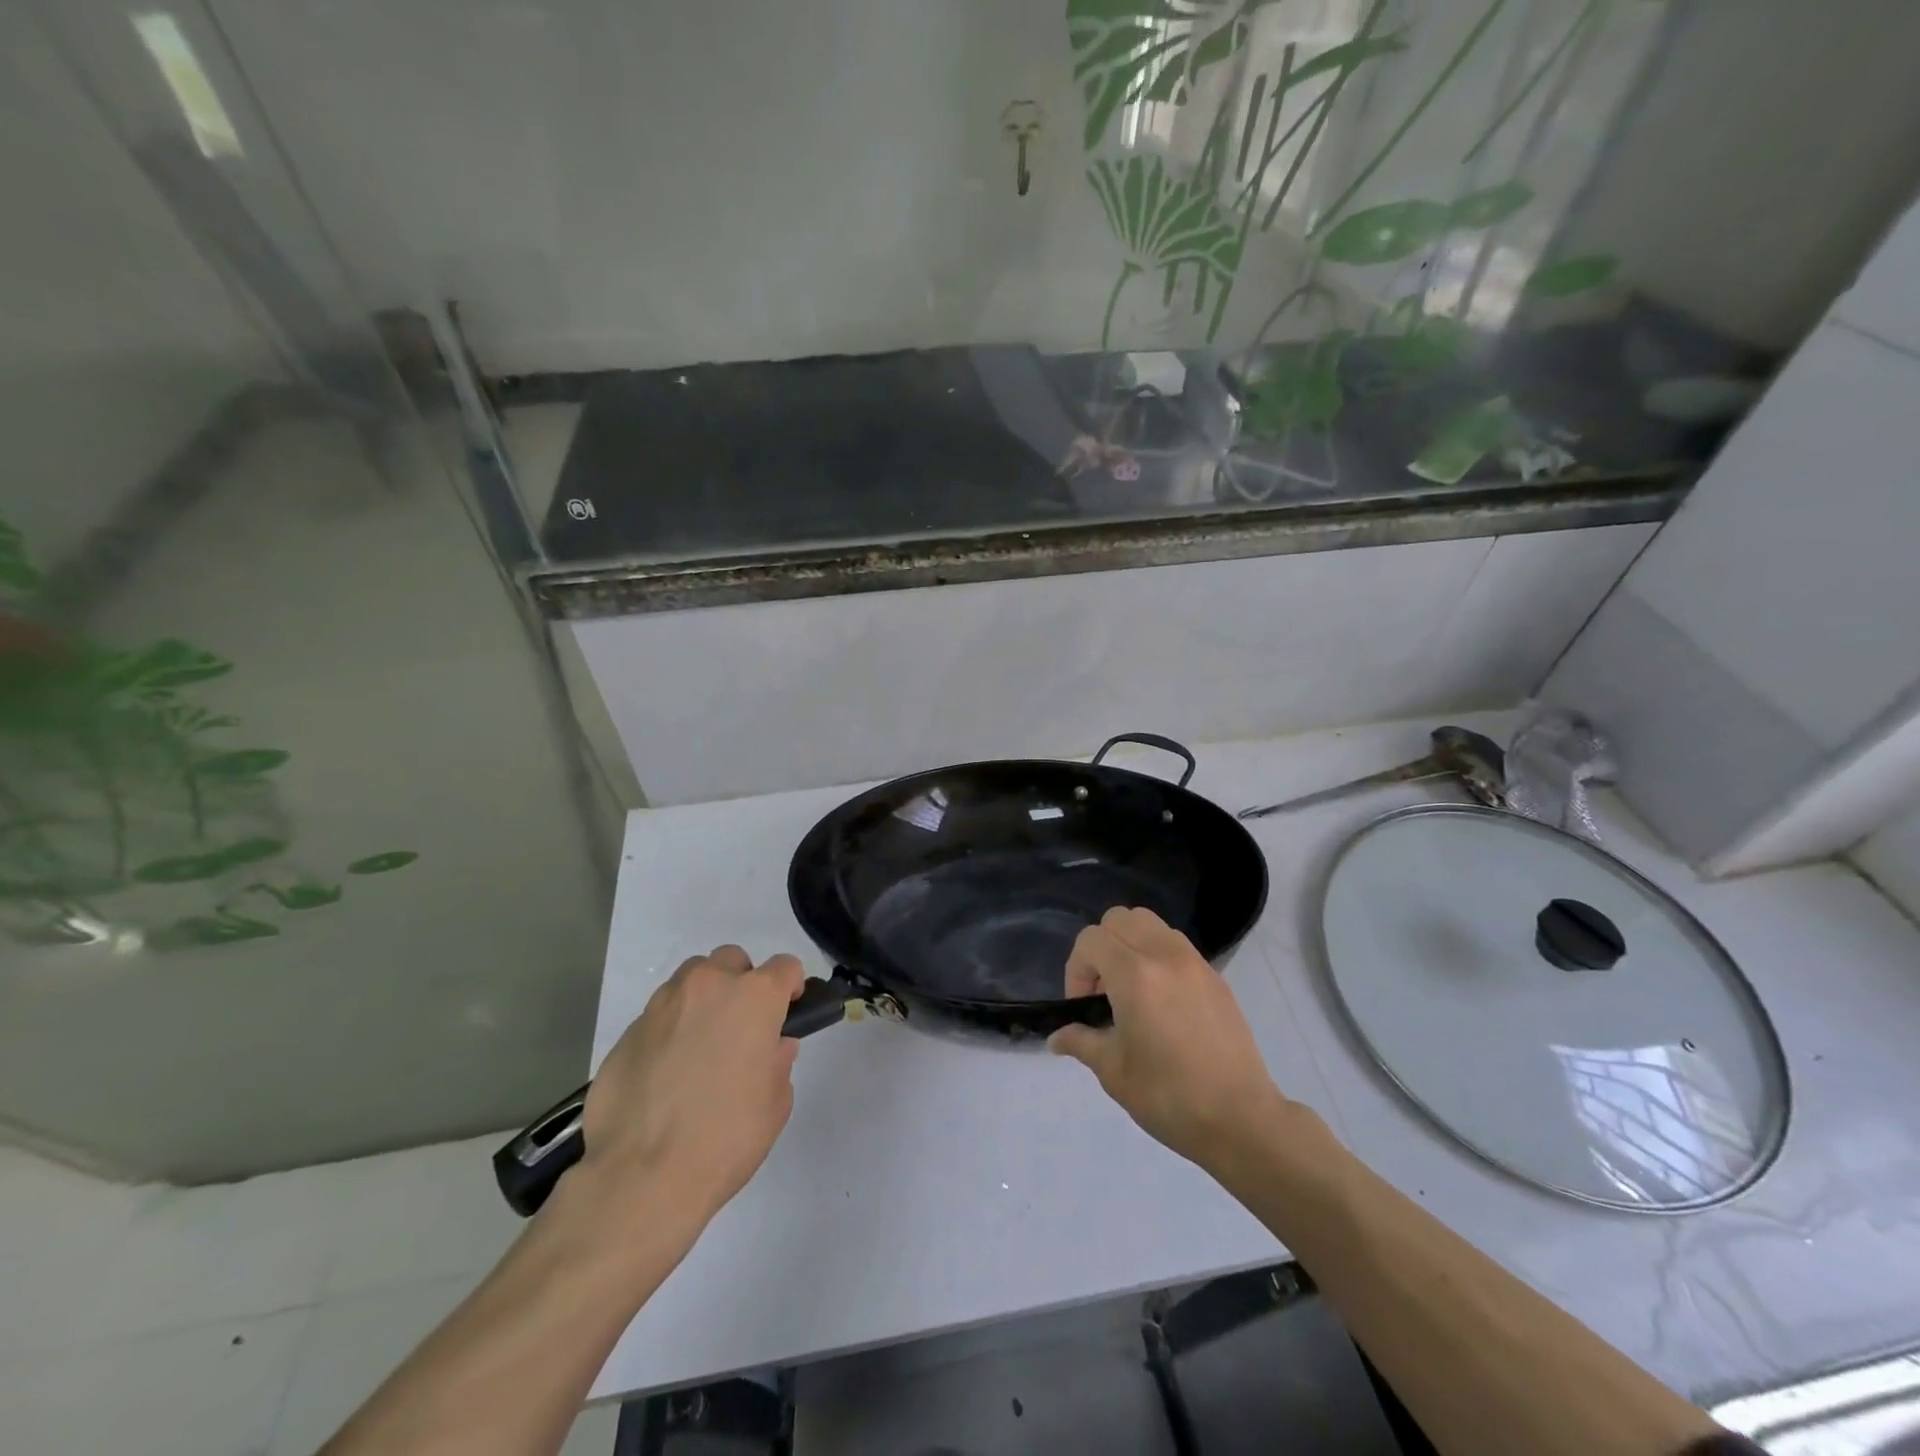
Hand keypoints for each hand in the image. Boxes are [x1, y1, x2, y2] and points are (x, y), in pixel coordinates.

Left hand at [579, 945, 804, 1230]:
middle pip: (732, 961)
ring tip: (700, 1048)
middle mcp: (709, 986)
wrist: (640, 1176)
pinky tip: (667, 1073)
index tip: (787, 1013)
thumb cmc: (725, 1137)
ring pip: (691, 981)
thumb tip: (771, 1046)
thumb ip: (778, 1062)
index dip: (790, 987)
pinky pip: (660, 1015)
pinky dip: (670, 1030)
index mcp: (754, 996)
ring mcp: (663, 1004)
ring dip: (703, 1001)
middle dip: (741, 984)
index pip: (785, 966)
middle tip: (741, 1028)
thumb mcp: (775, 1104)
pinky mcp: (628, 1031)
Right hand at [1049, 908, 1288, 1171]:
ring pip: (1150, 924)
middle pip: (1120, 919)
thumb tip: (1057, 1037)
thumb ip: (1081, 1042)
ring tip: (1131, 990)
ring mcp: (1194, 962)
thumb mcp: (1114, 1072)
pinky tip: (1161, 1001)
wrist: (1241, 1119)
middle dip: (1102, 947)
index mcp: (1135, 975)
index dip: (1076, 969)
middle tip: (1103, 991)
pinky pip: (1175, 945)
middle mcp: (1164, 955)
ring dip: (1130, 945)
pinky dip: (1157, 956)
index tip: (1082, 1007)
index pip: (1091, 940)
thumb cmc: (1169, 1097)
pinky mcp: (1215, 976)